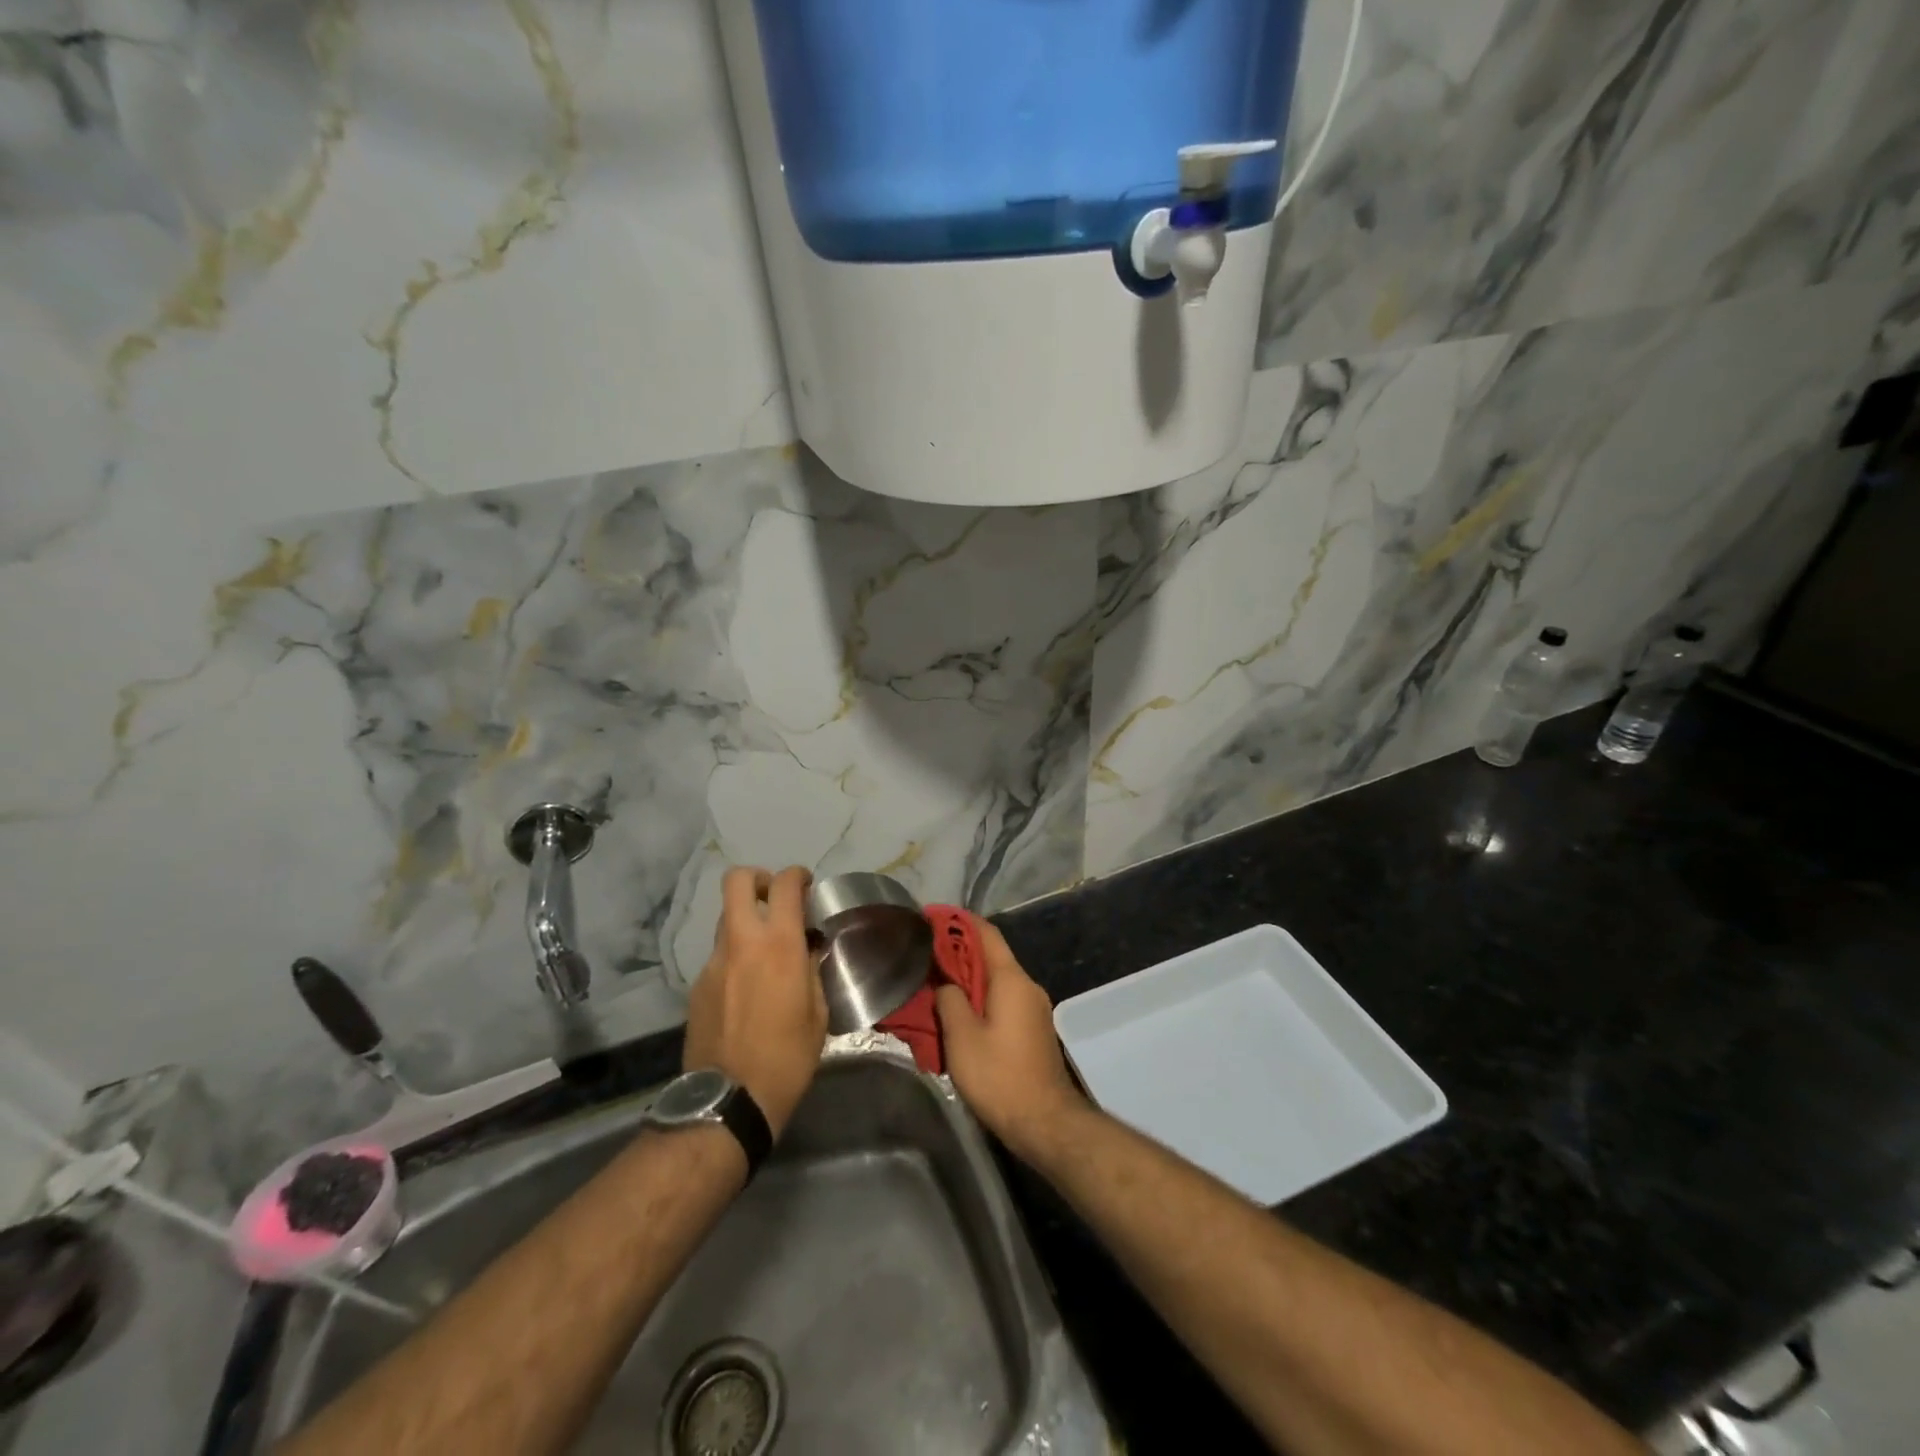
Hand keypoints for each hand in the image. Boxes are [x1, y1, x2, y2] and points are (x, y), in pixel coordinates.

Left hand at [684, 865, 826, 1137]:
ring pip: (726, 919)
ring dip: (746, 921)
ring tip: (765, 953)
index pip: (784, 884)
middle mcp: (741, 942)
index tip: (806, 886)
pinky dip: (735, 957)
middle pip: (737, 881)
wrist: (728, 1101)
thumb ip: (812, 969)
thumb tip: (808, 947)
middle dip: (758, 879)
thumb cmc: (787, 1057)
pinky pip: (718, 955)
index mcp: (779, 944)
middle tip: (775, 900)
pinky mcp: (697, 986)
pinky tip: (747, 989)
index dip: (797, 875)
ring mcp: (713, 962)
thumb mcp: (818, 1013)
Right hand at [934, 918, 1087, 1160]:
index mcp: (1012, 980)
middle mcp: (1027, 986)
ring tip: (933, 986)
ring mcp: (1032, 1009)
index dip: (959, 921)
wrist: (1044, 1123)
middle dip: (957, 953)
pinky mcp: (1031, 1030)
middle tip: (923, 956)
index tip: (931, 917)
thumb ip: (950, 1000)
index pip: (986, 934)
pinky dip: (978, 1001)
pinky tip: (956, 1015)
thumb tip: (946, 985)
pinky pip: (1001, 1002)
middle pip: (990, 957)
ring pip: (994, 982)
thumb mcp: (962, 1038)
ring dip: (966, 981)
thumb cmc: (1000, 1076)